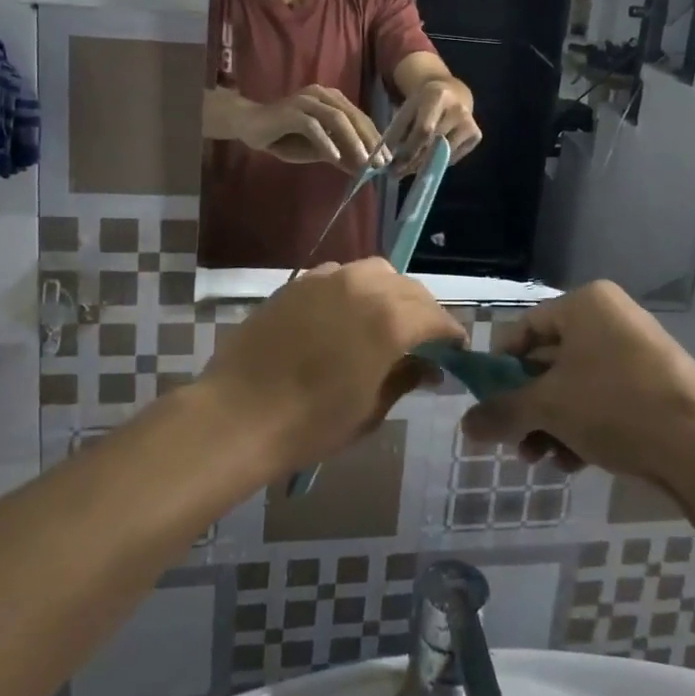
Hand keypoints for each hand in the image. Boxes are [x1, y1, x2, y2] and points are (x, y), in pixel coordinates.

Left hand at [199, 259, 463, 476]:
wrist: (239, 414)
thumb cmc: (311, 424)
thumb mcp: (369, 410)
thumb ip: (404, 378)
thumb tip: (430, 367)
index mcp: (390, 321)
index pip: (435, 317)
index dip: (450, 333)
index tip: (455, 349)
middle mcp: (364, 288)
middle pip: (409, 287)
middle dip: (423, 310)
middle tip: (423, 337)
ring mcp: (328, 279)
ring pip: (375, 271)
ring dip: (390, 291)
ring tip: (385, 318)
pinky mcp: (299, 282)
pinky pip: (339, 274)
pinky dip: (354, 288)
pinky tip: (345, 313)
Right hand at [238, 86, 382, 173]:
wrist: (249, 125)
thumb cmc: (285, 136)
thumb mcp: (317, 148)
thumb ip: (339, 153)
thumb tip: (362, 167)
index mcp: (332, 99)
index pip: (360, 117)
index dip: (375, 138)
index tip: (386, 159)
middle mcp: (322, 95)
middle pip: (353, 116)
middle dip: (369, 141)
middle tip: (380, 163)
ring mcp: (306, 101)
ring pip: (337, 119)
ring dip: (353, 141)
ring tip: (363, 162)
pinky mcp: (291, 112)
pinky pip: (313, 126)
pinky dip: (326, 142)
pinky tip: (335, 157)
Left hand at [394, 77, 481, 171]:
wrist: (453, 92)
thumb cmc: (424, 103)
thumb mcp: (408, 108)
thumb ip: (397, 130)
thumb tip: (387, 157)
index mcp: (437, 96)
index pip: (423, 130)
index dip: (408, 149)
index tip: (392, 164)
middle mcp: (458, 109)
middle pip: (433, 143)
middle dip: (412, 161)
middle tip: (397, 172)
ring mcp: (470, 123)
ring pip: (443, 154)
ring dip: (423, 165)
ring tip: (408, 169)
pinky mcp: (477, 135)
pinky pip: (453, 158)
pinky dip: (438, 162)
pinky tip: (428, 160)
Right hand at [461, 281, 694, 485]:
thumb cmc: (615, 406)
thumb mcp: (549, 407)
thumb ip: (502, 412)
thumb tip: (465, 427)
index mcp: (586, 303)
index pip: (526, 329)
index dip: (501, 367)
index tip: (489, 404)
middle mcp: (612, 317)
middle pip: (550, 361)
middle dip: (528, 406)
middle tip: (514, 442)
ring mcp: (638, 350)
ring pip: (577, 385)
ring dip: (552, 423)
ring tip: (542, 460)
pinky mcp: (657, 384)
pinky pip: (606, 399)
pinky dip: (585, 427)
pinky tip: (574, 463)